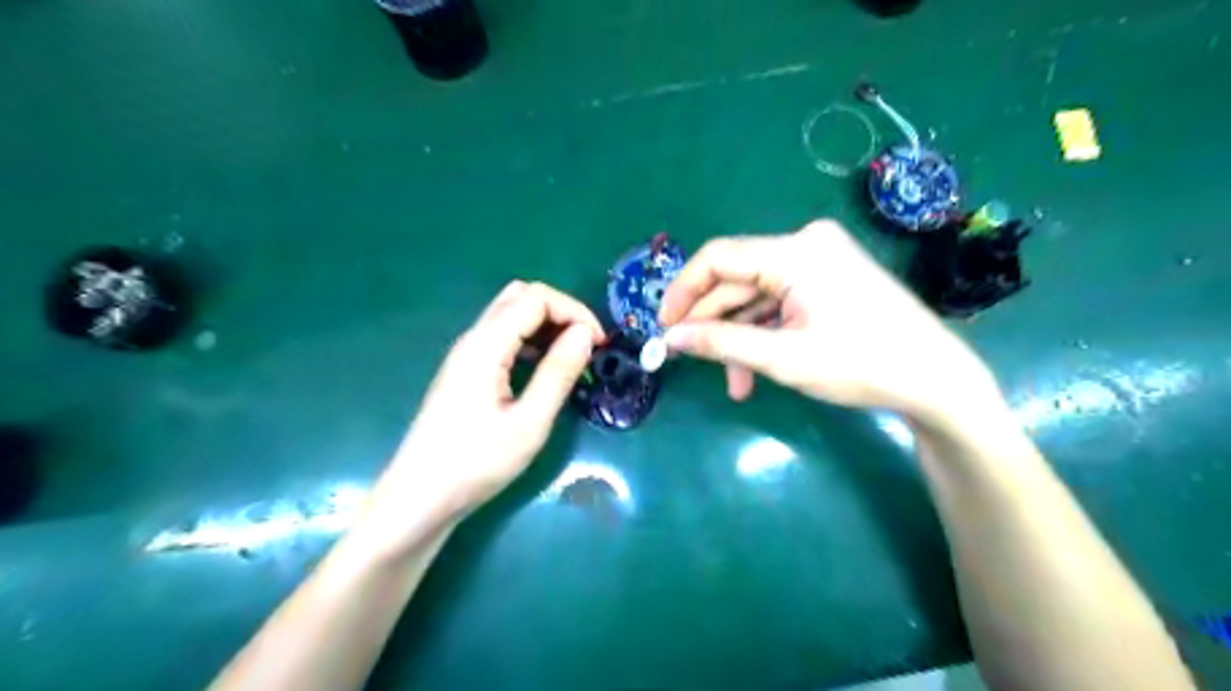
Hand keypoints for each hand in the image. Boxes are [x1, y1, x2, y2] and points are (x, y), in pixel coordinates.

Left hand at [377, 280, 605, 522]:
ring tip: (571, 358)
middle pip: (521, 297)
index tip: (600, 345)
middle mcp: (473, 339)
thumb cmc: (475, 464)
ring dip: (546, 325)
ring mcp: (466, 355)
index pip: (536, 297)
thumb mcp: (528, 423)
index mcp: (486, 345)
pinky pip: (502, 337)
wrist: (419, 499)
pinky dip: (530, 340)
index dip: (574, 311)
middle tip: (586, 346)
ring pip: (510, 315)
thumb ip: (558, 373)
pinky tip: (542, 370)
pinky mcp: (466, 371)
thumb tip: (586, 334)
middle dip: (561, 312)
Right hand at [660, 220, 1003, 424]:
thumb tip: (671, 339)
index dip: (683, 291)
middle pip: (737, 279)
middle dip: (713, 324)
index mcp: (795, 252)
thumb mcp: (784, 358)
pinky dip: (764, 331)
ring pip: (757, 295)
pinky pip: (779, 299)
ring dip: (740, 336)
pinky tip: (756, 367)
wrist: (935, 378)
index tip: (664, 327)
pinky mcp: (828, 277)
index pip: (718, 258)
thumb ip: (721, 343)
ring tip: (735, 383)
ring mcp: (819, 259)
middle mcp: (805, 243)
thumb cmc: (861, 365)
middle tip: (689, 360)